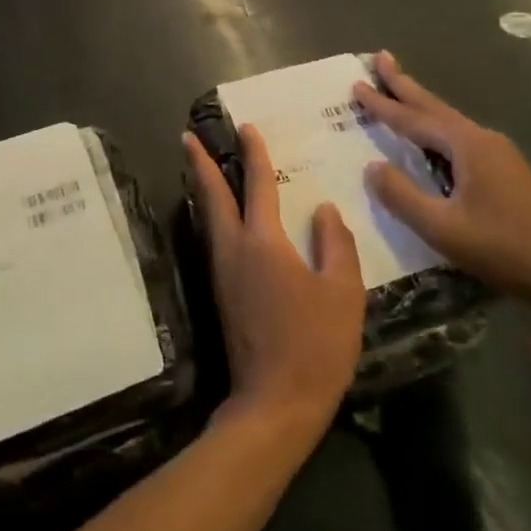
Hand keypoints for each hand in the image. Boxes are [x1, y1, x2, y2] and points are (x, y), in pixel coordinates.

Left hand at [184, 125, 364, 439]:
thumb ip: (335, 244)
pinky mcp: (221, 292)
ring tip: (198, 167)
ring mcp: (222, 272)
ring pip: (207, 217)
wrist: (275, 403)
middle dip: (200, 163)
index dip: (253, 154)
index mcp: (262, 242)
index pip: (257, 185)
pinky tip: (219, 217)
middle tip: (187, 137)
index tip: (246, 127)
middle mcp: (233, 249)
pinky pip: (213, 238)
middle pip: (211, 195)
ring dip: (202, 187)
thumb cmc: (315, 345)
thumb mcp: (343, 292)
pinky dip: (211, 214)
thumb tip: (323, 209)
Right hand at [352, 51, 530, 311]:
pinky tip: (433, 135)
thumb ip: (403, 196)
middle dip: (405, 84)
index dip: (382, 104)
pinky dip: (436, 126)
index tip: (356, 83)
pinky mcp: (507, 171)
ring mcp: (499, 153)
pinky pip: (459, 136)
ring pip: (448, 120)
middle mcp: (483, 139)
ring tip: (399, 88)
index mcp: (467, 146)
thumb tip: (371, 167)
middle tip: (381, 57)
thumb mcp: (444, 228)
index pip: (414, 119)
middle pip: (434, 106)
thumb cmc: (505, 248)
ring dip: (420, 103)